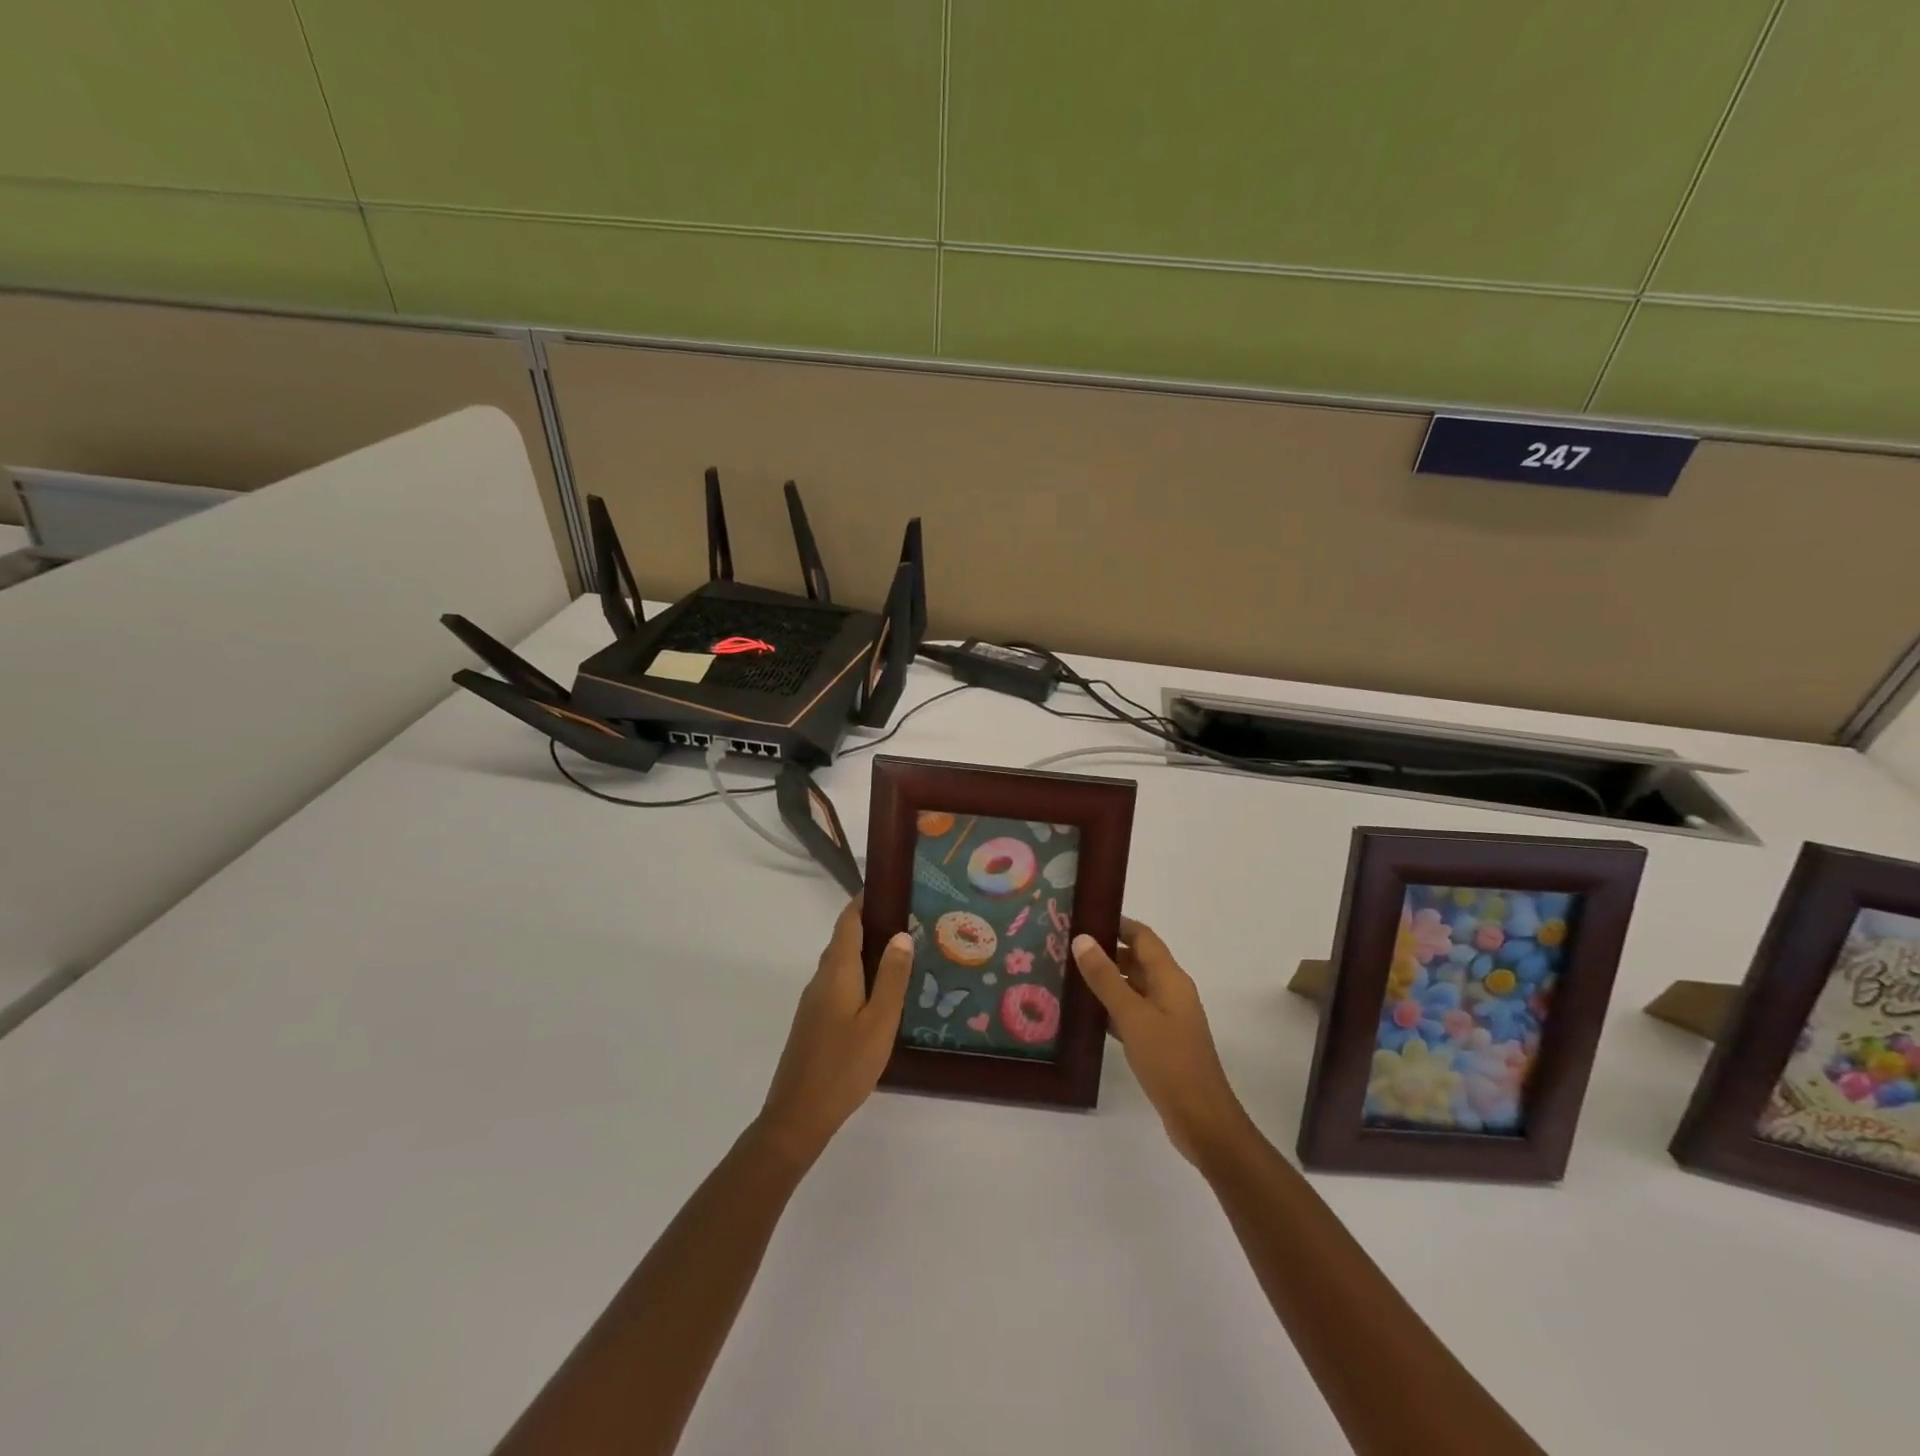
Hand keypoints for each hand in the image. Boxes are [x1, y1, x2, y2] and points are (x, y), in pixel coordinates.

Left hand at [758, 896, 914, 1163]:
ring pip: (840, 963)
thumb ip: (892, 977)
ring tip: (901, 953)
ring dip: (865, 951)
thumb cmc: (845, 1065)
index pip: (847, 922)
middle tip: (908, 920)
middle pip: (843, 940)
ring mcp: (814, 1001)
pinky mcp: (813, 1021)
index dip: (864, 901)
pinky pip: (838, 983)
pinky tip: (879, 992)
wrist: (798, 1115)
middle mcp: (821, 979)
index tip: (889, 888)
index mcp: (837, 972)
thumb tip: (901, 934)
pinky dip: (858, 974)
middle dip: (870, 924)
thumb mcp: (880, 1021)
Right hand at [1073, 918, 1251, 1165]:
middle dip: (1105, 950)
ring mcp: (1167, 1017)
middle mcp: (1171, 991)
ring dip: (1106, 979)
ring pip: (1133, 987)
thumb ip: (1105, 977)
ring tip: (1068, 975)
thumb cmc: (1168, 1061)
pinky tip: (1086, 1014)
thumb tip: (1082, 939)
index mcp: (1170, 978)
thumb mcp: (1132, 1015)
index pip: (1142, 936)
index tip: (1082, 917)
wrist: (1201, 1119)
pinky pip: (1132, 1012)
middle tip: (1065, 947)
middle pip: (1137, 959)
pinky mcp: (1160, 1041)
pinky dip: (1111, 1007)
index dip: (1116, 923)